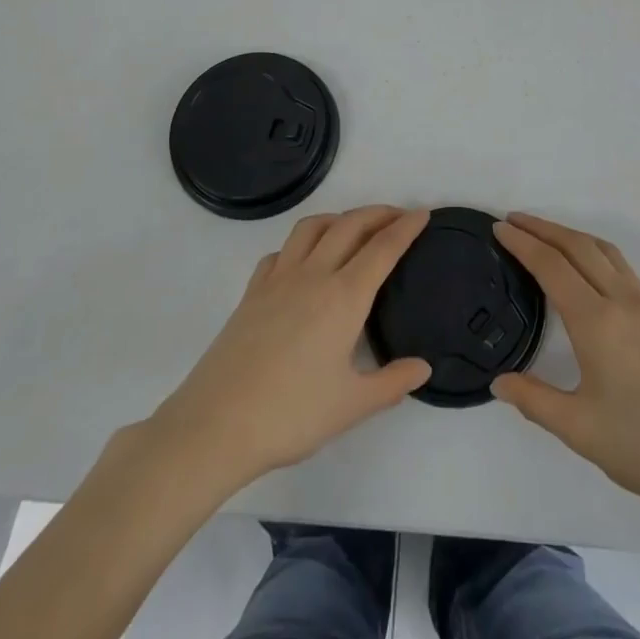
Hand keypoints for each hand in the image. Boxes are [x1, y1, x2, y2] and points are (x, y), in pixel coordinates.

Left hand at [146, 206, 431, 493]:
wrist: (216, 424)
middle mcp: (313, 275)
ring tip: (353, 227)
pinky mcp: (252, 292)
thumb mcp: (351, 406)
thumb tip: (423, 367)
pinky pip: (281, 251)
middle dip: (377, 213)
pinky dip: (300, 244)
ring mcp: (278, 279)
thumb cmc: (291, 415)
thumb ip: (392, 383)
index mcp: (344, 297)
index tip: (423, 213)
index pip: (382, 249)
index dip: (405, 228)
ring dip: (338, 218)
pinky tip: (304, 261)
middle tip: (398, 215)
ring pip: (311, 227)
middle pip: (349, 226)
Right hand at [491, 212, 639, 531]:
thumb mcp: (581, 431)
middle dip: (543, 228)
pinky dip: (596, 253)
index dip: (523, 243)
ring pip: (605, 252)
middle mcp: (623, 302)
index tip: (499, 228)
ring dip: (572, 235)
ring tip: (546, 235)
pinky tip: (590, 270)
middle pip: (578, 246)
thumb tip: (499, 382)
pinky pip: (623, 268)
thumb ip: (535, 401)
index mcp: (598, 322)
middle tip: (514, 220)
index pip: (552, 266)